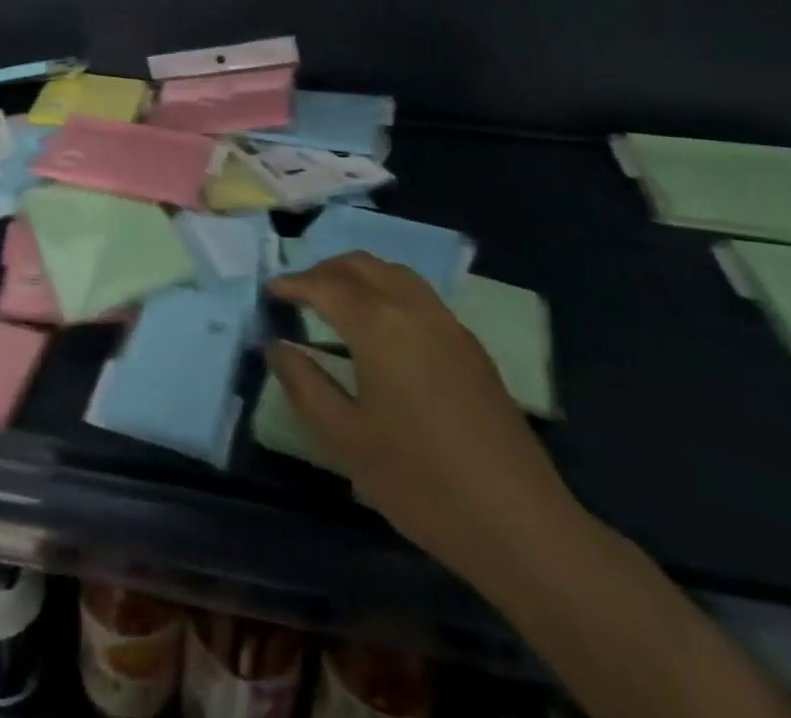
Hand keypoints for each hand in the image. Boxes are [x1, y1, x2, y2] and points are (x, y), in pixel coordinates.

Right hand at [267, 253, 581, 585]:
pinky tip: (382, 327)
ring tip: (335, 301)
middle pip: (361, 265)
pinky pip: (418, 294)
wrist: (520, 524)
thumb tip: (277, 347)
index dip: (293, 283)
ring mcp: (448, 324)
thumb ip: (304, 385)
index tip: (270, 291)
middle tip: (298, 292)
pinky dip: (387, 290)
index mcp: (378, 325)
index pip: (325, 285)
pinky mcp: (470, 346)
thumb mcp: (346, 439)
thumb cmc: (420, 481)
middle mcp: (413, 308)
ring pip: (394, 273)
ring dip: (358, 275)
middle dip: (324, 270)